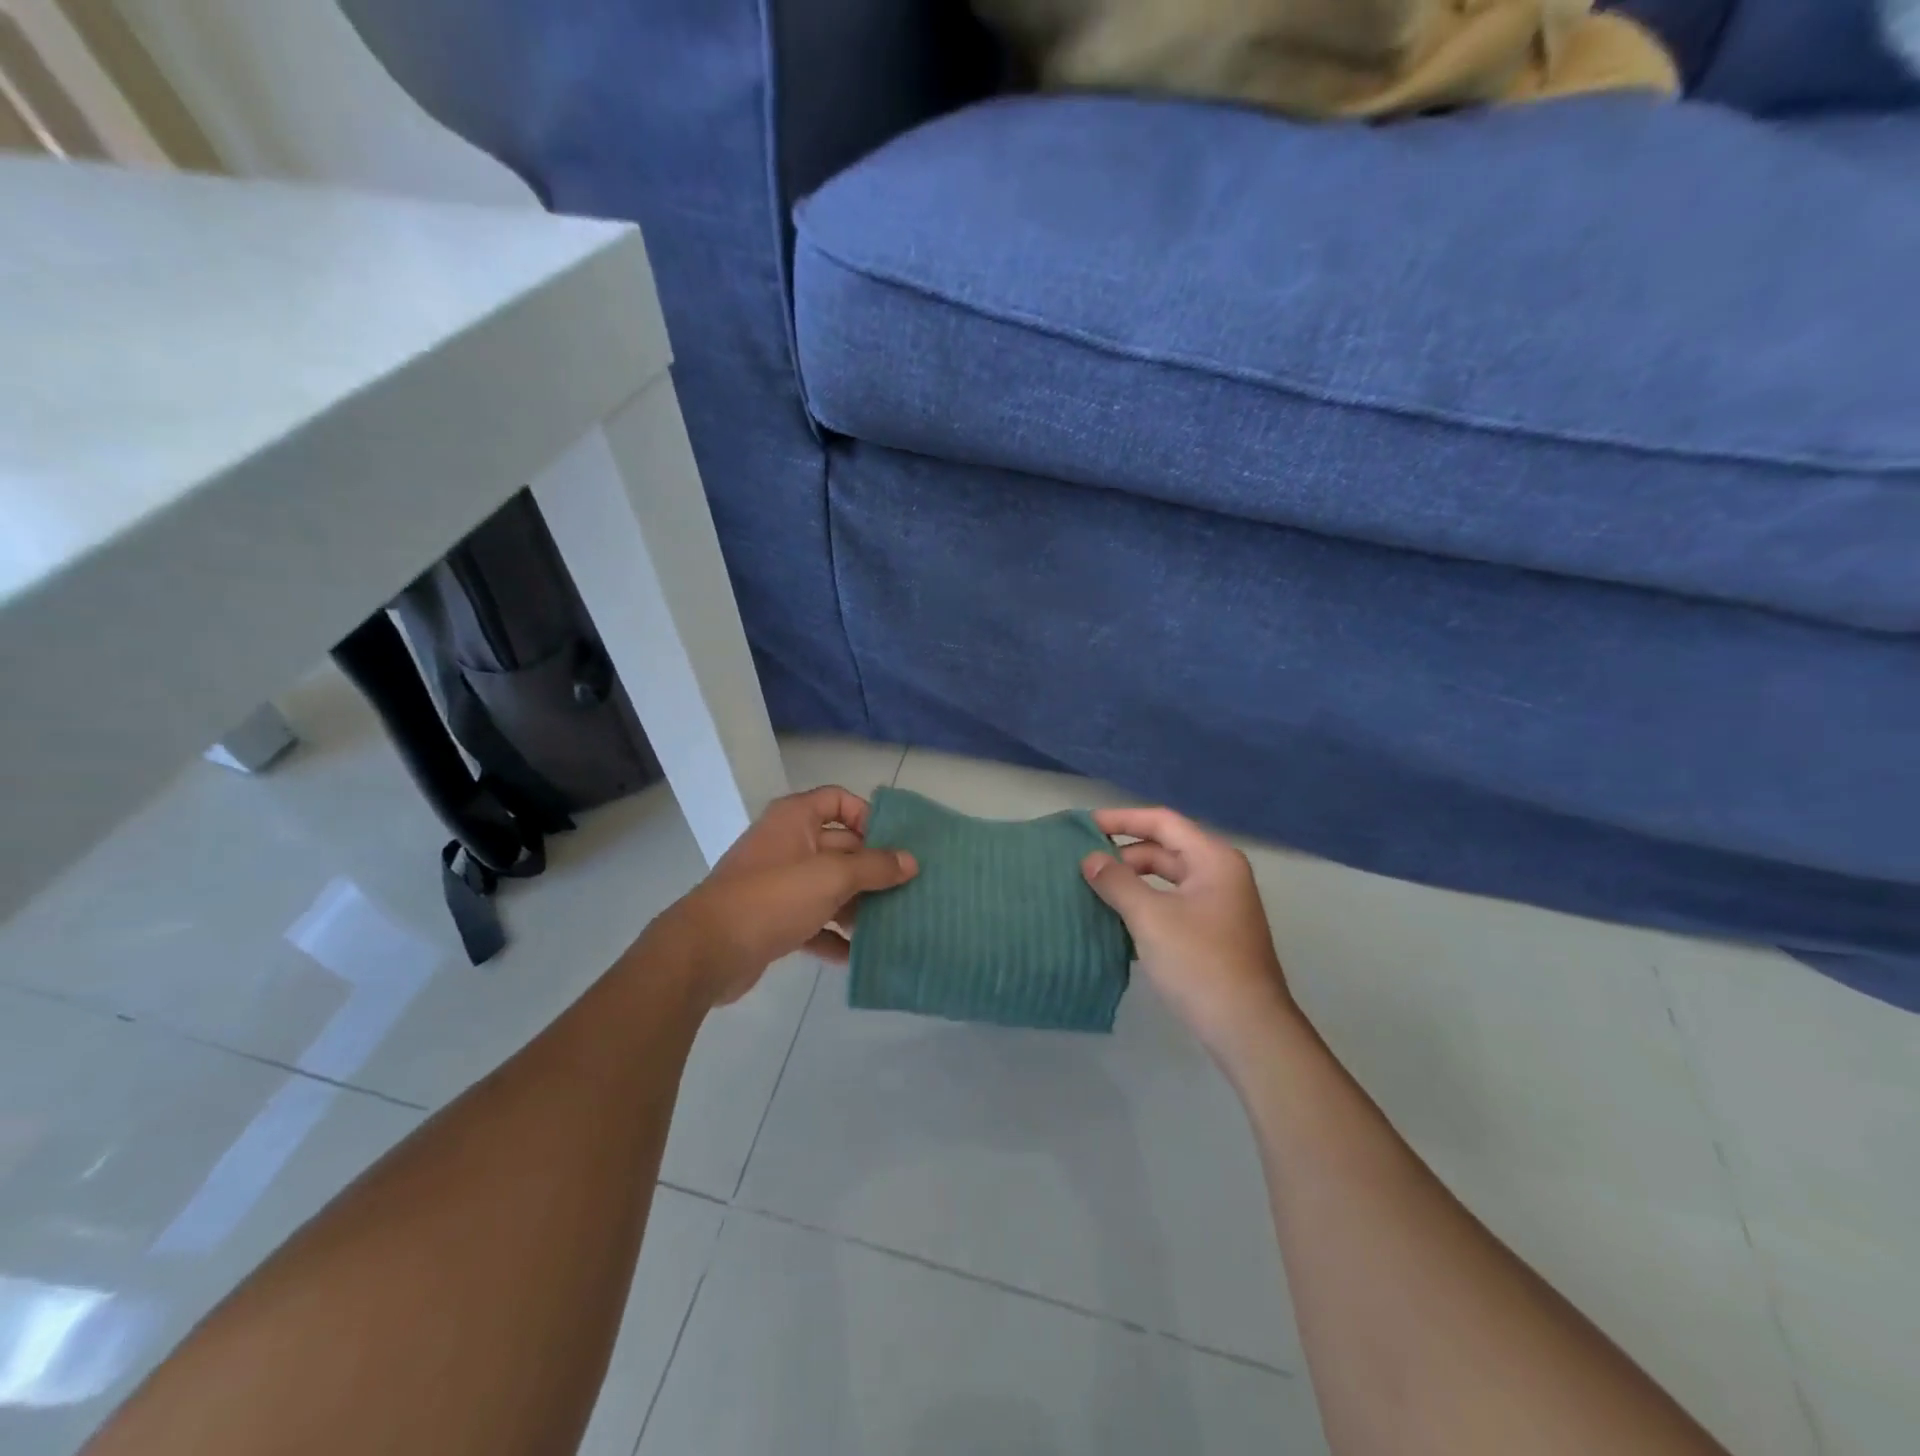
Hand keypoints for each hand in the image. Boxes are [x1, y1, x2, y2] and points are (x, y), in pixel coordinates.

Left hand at [658, 786, 916, 1006]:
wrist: (706, 951)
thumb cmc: (772, 897)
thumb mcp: (831, 877)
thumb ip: (874, 868)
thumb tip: (911, 861)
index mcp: (796, 819)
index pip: (838, 800)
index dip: (867, 816)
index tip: (893, 845)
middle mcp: (787, 843)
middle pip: (840, 847)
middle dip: (872, 869)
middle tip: (907, 891)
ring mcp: (778, 883)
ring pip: (829, 887)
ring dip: (857, 905)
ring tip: (889, 925)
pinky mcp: (773, 919)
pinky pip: (813, 921)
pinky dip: (833, 935)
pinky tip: (856, 956)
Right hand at [1081, 808, 1295, 1064]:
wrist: (1248, 1029)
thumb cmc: (1200, 963)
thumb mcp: (1151, 917)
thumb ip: (1117, 882)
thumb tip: (1089, 859)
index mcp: (1213, 860)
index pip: (1162, 822)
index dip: (1122, 819)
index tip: (1085, 825)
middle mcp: (1220, 874)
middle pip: (1165, 849)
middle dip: (1124, 853)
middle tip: (1083, 862)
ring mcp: (1219, 906)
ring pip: (1167, 879)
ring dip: (1132, 881)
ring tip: (1093, 888)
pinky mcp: (1213, 933)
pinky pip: (1172, 904)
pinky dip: (1145, 904)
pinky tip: (1116, 918)